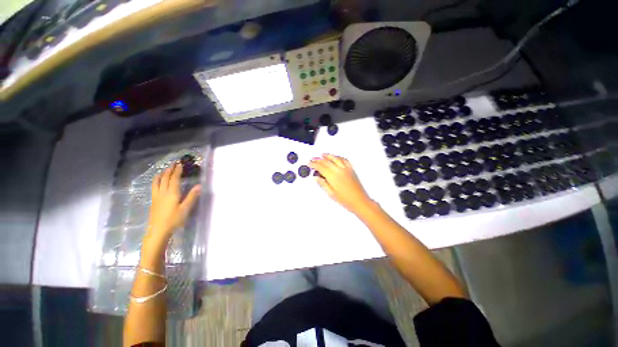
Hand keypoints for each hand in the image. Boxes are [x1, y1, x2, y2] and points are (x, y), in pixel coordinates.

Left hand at [147, 163, 200, 243]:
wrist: (158, 230)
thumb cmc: (174, 219)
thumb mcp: (186, 208)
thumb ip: (192, 196)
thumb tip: (199, 186)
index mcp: (172, 193)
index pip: (174, 179)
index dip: (177, 171)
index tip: (180, 164)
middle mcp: (163, 192)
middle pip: (165, 178)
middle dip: (169, 170)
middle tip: (173, 164)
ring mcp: (156, 196)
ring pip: (157, 182)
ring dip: (161, 174)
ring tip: (164, 170)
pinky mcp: (153, 201)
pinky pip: (154, 186)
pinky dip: (156, 180)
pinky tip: (157, 182)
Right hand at [309, 154, 372, 213]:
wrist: (360, 201)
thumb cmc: (346, 200)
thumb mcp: (331, 194)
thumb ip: (323, 184)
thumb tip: (316, 178)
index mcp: (333, 176)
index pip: (321, 167)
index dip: (313, 165)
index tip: (309, 164)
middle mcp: (339, 170)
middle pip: (326, 161)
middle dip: (318, 159)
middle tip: (313, 159)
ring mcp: (346, 169)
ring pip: (335, 158)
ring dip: (328, 155)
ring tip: (322, 154)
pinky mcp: (351, 170)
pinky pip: (344, 160)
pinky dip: (338, 157)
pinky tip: (336, 157)